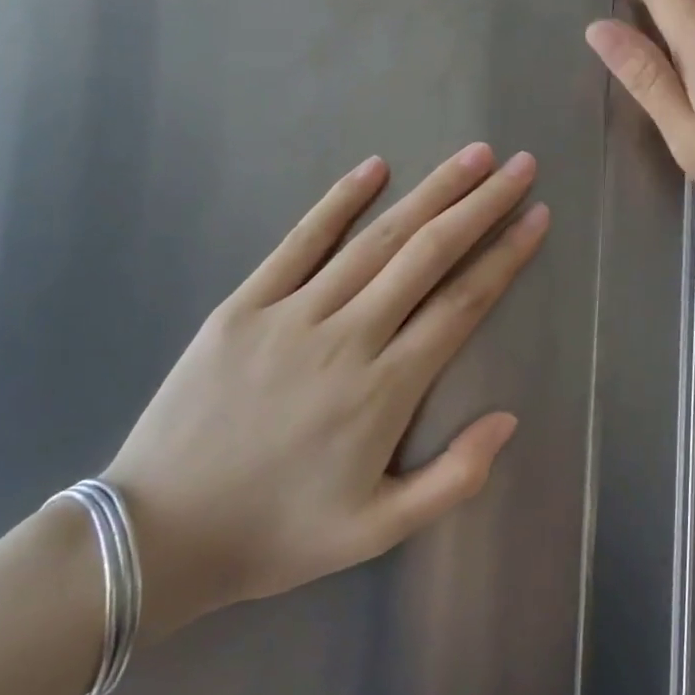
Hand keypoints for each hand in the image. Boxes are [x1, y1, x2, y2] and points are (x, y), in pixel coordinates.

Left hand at [104, 145, 548, 638]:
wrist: (157, 538)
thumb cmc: (278, 533)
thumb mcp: (378, 530)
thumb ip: (453, 477)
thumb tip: (509, 418)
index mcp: (385, 389)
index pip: (462, 304)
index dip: (505, 256)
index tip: (538, 216)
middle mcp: (348, 337)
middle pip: (429, 255)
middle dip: (481, 205)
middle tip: (520, 166)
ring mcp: (292, 315)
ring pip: (377, 240)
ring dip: (430, 192)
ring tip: (473, 156)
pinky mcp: (244, 306)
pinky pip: (300, 242)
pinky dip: (339, 201)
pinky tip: (374, 167)